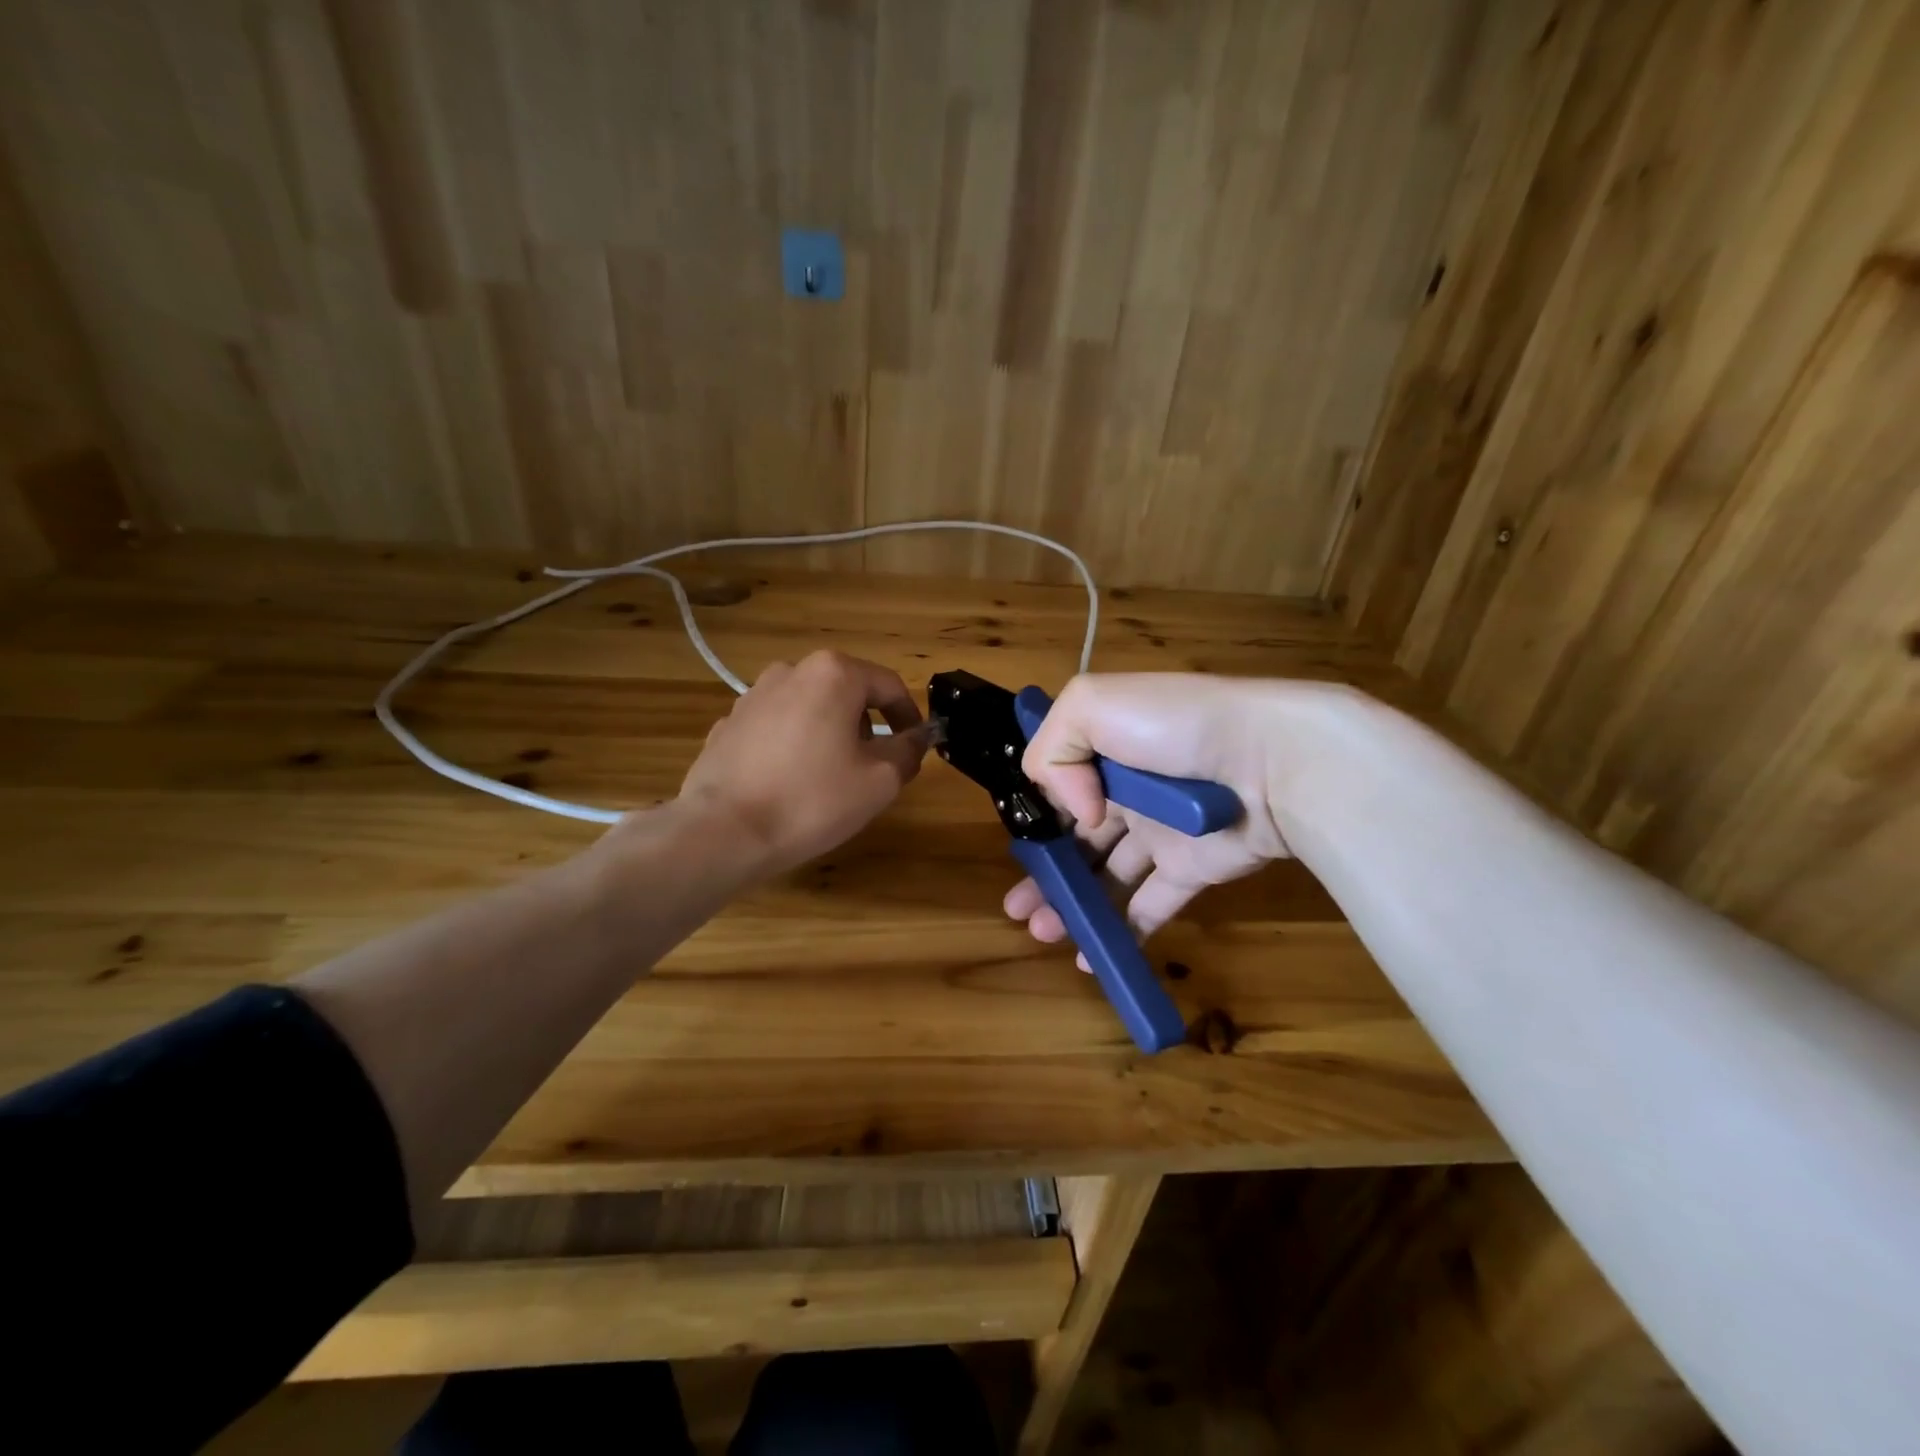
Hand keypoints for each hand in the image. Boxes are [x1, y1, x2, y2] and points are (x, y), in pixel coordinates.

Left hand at [674, 651, 927, 878]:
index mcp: (833, 674)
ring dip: (829, 734)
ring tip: (829, 779)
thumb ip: (908, 751)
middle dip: (867, 727)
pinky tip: (788, 784)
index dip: (909, 717)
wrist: (723, 832)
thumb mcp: (879, 781)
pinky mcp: (727, 724)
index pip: (889, 686)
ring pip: (810, 709)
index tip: (915, 746)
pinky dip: (792, 746)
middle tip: (873, 768)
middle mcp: (791, 671)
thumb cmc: (811, 800)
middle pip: (847, 693)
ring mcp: (752, 696)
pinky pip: (776, 728)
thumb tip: (917, 737)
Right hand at [1004, 673, 1304, 955]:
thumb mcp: (1091, 704)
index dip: (1035, 821)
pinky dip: (1120, 932)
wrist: (1272, 757)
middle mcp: (1128, 792)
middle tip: (1018, 910)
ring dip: (1073, 905)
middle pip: (1077, 839)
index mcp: (1104, 749)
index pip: (1059, 788)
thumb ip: (1053, 751)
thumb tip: (1075, 813)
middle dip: (1045, 873)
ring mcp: (1161, 834)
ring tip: (1043, 932)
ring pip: (1106, 876)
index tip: (1017, 852)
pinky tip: (1091, 954)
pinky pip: (1150, 906)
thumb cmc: (1175, 726)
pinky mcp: (1191, 869)